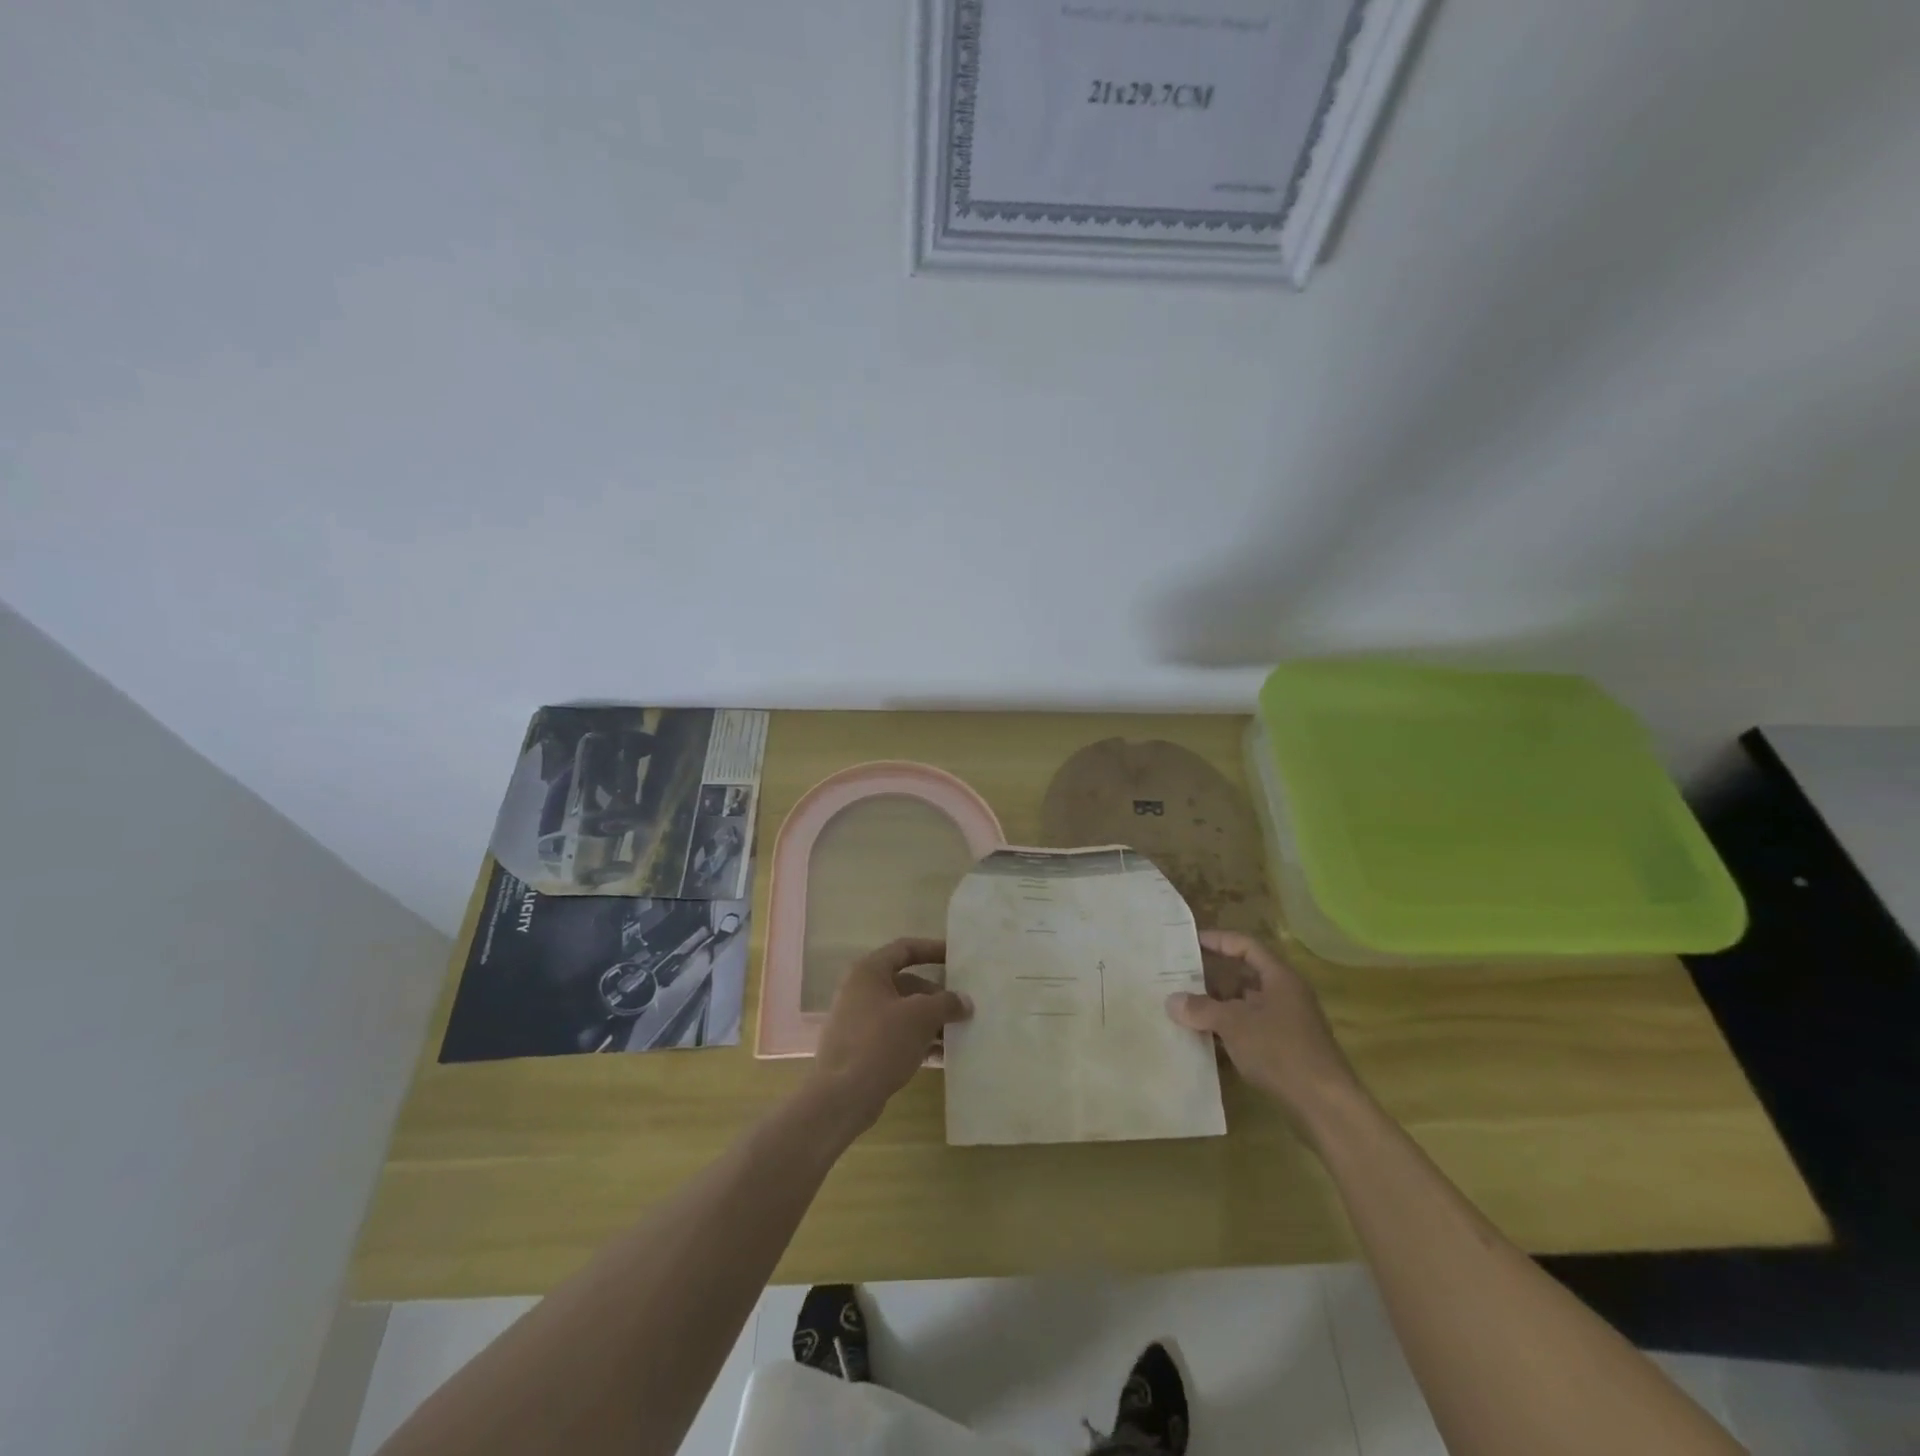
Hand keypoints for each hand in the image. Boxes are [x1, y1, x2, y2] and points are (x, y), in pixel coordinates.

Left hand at [809, 937, 970, 1131]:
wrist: (843, 1096)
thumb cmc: (881, 1042)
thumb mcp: (921, 1016)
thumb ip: (946, 1003)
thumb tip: (964, 1001)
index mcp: (869, 972)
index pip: (905, 949)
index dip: (932, 950)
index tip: (957, 958)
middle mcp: (860, 990)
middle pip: (906, 983)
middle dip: (936, 996)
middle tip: (963, 1008)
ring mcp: (858, 1021)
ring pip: (902, 1012)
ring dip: (930, 1021)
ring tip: (958, 1034)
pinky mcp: (860, 1049)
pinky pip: (895, 1035)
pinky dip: (917, 1040)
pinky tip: (941, 1055)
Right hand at [1167, 930, 1362, 1131]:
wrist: (1325, 1106)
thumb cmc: (1280, 1050)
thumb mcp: (1234, 1024)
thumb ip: (1201, 1009)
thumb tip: (1172, 1001)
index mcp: (1279, 977)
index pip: (1245, 946)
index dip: (1218, 940)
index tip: (1189, 942)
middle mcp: (1285, 995)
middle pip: (1244, 976)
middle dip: (1211, 977)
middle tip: (1178, 977)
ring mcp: (1286, 1024)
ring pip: (1245, 1005)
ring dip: (1217, 1007)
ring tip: (1184, 1008)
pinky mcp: (1284, 1051)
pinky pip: (1249, 1030)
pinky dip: (1228, 1031)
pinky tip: (1204, 1040)